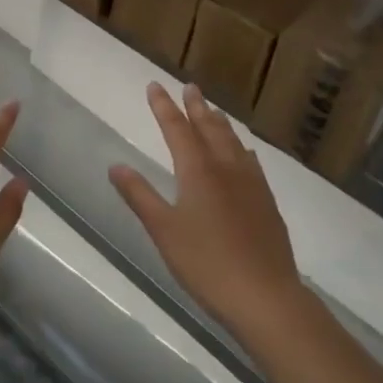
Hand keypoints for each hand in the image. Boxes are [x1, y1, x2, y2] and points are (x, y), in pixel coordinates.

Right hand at [110, 83, 305, 341]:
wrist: (265, 296)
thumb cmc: (206, 263)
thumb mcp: (163, 230)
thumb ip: (139, 195)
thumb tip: (116, 165)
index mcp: (197, 170)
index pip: (177, 128)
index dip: (163, 107)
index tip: (154, 86)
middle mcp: (226, 167)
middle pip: (209, 127)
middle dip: (196, 106)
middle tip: (190, 87)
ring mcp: (251, 183)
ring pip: (233, 141)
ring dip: (219, 122)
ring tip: (212, 111)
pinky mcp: (266, 202)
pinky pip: (250, 161)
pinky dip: (240, 147)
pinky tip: (243, 153)